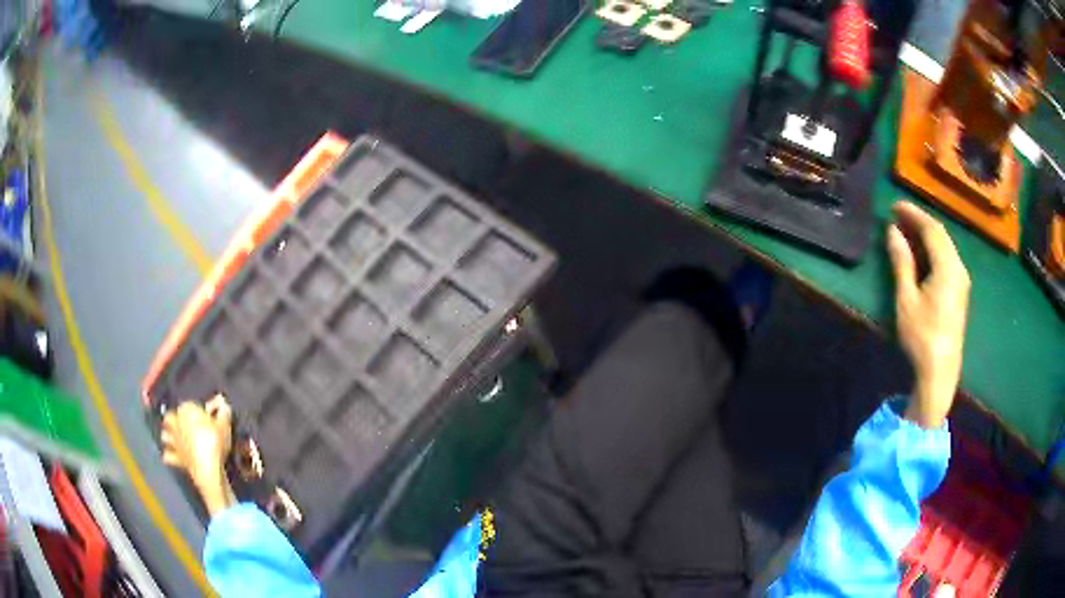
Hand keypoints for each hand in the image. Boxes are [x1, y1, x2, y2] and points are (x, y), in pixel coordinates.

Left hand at [161, 395, 236, 515]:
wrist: (208, 469)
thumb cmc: (215, 442)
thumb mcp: (225, 425)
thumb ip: (224, 412)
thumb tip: (223, 404)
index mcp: (186, 410)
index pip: (188, 405)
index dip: (194, 410)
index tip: (203, 417)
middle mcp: (176, 423)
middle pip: (169, 417)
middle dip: (173, 420)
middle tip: (182, 425)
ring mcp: (174, 441)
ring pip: (165, 435)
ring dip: (168, 436)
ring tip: (176, 439)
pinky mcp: (175, 457)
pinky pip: (168, 456)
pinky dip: (170, 455)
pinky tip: (175, 456)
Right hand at [886, 202, 970, 428]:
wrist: (940, 372)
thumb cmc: (921, 336)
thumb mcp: (907, 298)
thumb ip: (902, 261)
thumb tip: (892, 231)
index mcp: (947, 266)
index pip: (931, 228)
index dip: (913, 214)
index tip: (894, 206)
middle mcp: (959, 267)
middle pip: (940, 234)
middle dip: (920, 221)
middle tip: (898, 215)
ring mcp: (962, 280)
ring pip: (945, 246)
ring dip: (927, 234)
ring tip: (907, 231)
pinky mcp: (960, 291)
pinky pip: (948, 258)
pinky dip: (934, 249)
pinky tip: (922, 253)